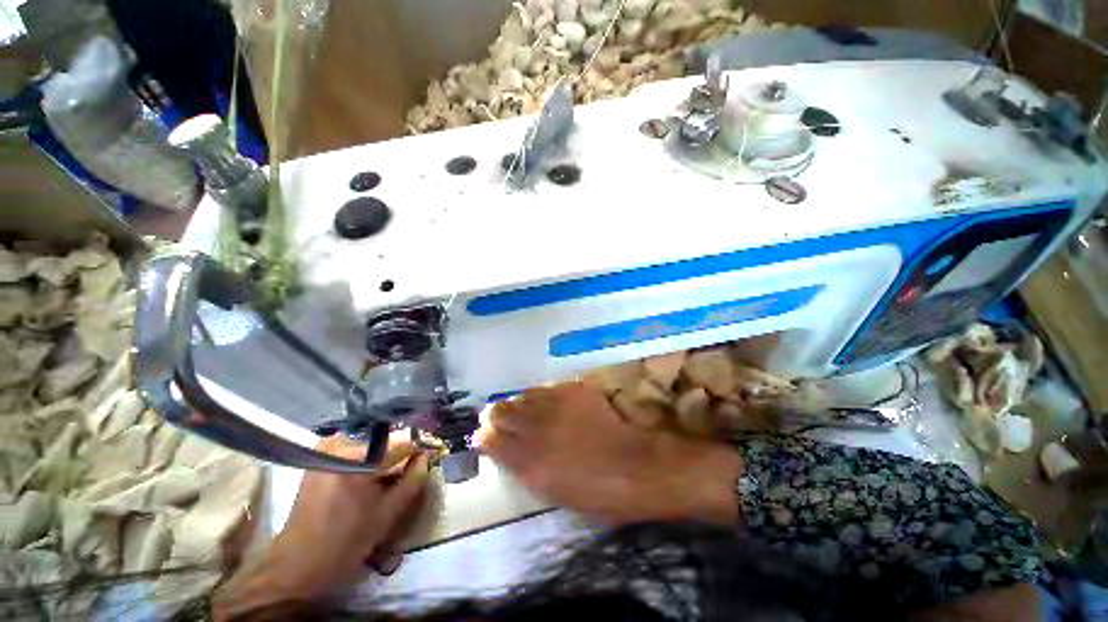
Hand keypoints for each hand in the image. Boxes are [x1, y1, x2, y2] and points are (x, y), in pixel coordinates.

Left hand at [215, 435, 429, 617]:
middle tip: (411, 468)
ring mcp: (325, 449)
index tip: (431, 455)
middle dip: (400, 453)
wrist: (298, 565)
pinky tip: (371, 478)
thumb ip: (413, 479)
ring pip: (371, 444)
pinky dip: (368, 460)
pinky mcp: (318, 458)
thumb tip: (426, 456)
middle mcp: (338, 445)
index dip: (419, 448)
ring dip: (385, 457)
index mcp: (356, 458)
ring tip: (390, 476)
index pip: (401, 441)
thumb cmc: (345, 541)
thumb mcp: (388, 513)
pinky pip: (355, 450)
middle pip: (385, 440)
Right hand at [481, 382, 741, 525]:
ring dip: (515, 403)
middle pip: (501, 414)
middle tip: (496, 418)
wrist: (641, 466)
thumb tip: (515, 456)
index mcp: (531, 464)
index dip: (486, 438)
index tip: (484, 437)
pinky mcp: (573, 392)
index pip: (493, 443)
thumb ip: (532, 472)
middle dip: (495, 416)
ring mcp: (556, 408)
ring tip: (516, 407)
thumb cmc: (602, 494)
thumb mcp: (559, 494)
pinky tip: (539, 399)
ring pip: (521, 397)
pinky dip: (538, 395)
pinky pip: (545, 389)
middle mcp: (537, 431)